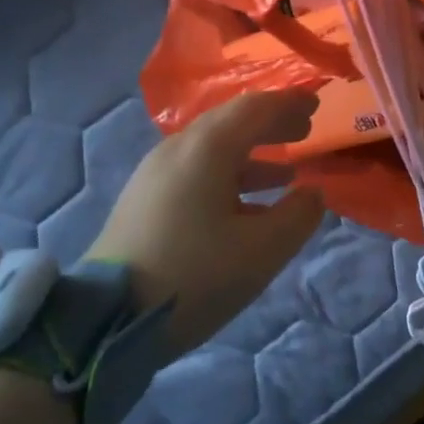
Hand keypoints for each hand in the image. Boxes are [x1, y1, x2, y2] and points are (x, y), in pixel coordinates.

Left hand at [89, 91, 326, 352]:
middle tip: (305, 131)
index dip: (289, 103)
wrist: (106, 320)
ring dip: (253, 154)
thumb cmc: (194, 276)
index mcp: (207, 149)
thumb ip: (298, 215)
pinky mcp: (144, 201)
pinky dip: (230, 176)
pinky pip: (196, 172)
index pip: (255, 108)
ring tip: (287, 173)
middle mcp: (178, 150)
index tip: (317, 103)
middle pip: (231, 122)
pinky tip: (249, 208)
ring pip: (213, 150)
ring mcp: (155, 175)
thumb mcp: (263, 250)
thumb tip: (313, 193)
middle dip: (271, 124)